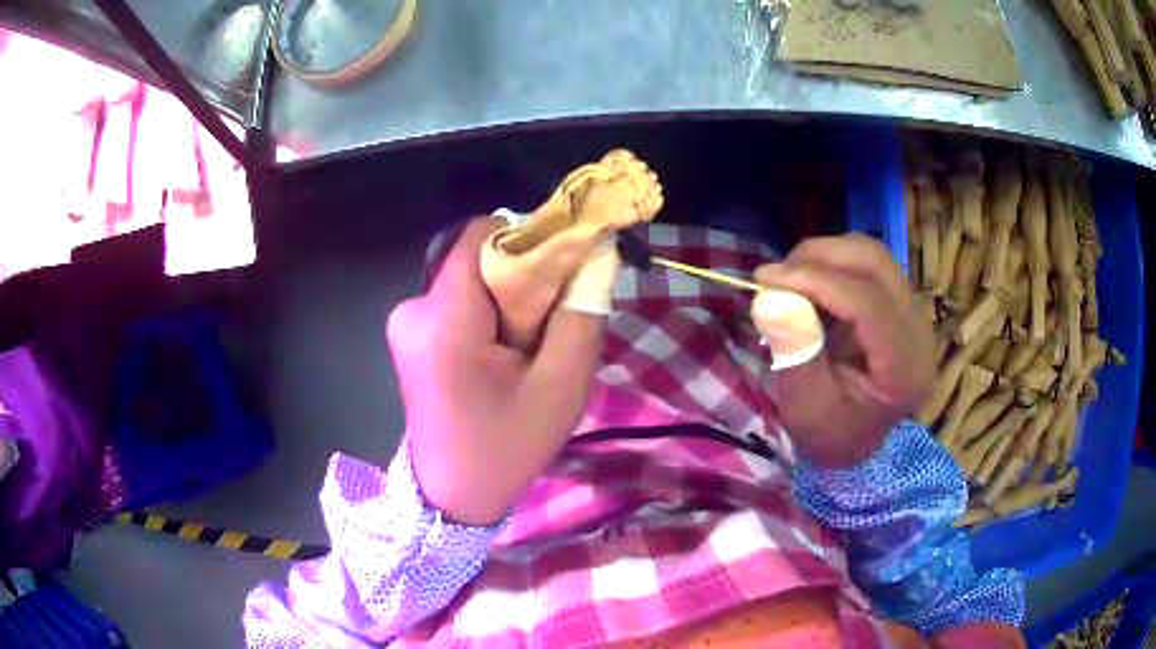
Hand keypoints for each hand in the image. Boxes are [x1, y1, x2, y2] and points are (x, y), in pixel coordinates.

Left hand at [386, 218, 604, 525]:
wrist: (452, 495)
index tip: (560, 268)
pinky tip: (500, 357)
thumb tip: (591, 253)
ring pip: (469, 279)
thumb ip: (581, 312)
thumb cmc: (507, 447)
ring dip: (505, 300)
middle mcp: (413, 309)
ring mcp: (405, 322)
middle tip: (547, 325)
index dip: (527, 238)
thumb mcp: (562, 386)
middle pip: (477, 258)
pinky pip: (457, 301)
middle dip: (520, 278)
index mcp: (444, 320)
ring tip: (524, 350)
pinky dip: (486, 315)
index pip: (482, 235)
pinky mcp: (409, 335)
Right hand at [753, 235, 933, 466]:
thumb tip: (768, 298)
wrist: (856, 439)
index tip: (764, 279)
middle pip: (875, 263)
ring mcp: (913, 311)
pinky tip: (810, 287)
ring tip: (790, 282)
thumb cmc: (831, 433)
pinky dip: (832, 265)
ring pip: (871, 255)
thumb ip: (794, 353)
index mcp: (904, 369)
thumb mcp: (805, 408)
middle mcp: (919, 330)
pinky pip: (867, 264)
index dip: (817, 281)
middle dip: (819, 258)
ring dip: (824, 257)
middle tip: (775, 277)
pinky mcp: (900, 301)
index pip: (869, 303)